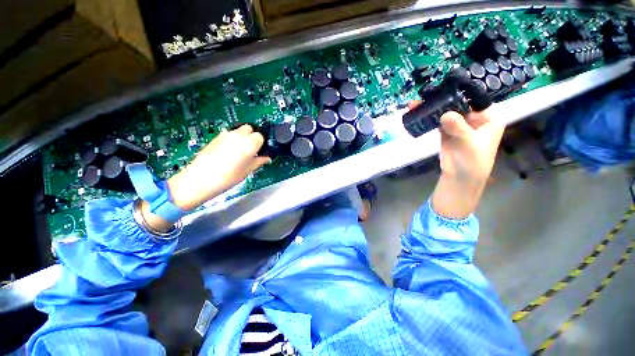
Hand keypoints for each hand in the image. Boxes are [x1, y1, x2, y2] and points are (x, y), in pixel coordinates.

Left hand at [142, 125, 270, 231]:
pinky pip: (228, 135)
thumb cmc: (227, 177)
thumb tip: (266, 158)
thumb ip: (259, 161)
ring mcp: (225, 135)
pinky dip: (232, 140)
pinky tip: (229, 153)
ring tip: (240, 152)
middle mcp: (238, 135)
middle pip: (250, 128)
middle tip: (252, 150)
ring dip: (242, 138)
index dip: (262, 144)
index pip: (261, 136)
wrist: (200, 179)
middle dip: (253, 137)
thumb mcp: (248, 171)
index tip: (261, 152)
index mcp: (250, 143)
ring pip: (238, 130)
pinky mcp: (215, 138)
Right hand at [408, 101, 504, 217]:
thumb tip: (445, 114)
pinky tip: (418, 112)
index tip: (446, 84)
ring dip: (432, 107)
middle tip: (426, 93)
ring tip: (416, 103)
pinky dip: (428, 116)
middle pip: (458, 103)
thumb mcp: (469, 144)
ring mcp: (458, 124)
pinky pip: (436, 120)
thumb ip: (459, 128)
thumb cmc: (473, 162)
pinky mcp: (446, 131)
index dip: (462, 90)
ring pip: (445, 111)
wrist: (460, 178)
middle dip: (442, 97)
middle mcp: (474, 117)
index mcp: (488, 117)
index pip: (476, 98)